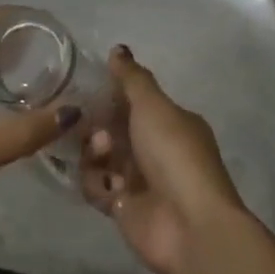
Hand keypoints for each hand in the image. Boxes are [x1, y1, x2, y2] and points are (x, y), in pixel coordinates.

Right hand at [79, 47, 245, 273]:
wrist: (189, 225)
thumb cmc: (174, 155)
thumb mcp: (153, 106)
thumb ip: (132, 78)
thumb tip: (118, 49)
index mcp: (170, 123)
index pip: (133, 102)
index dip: (109, 95)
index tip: (85, 88)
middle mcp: (155, 149)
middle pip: (111, 129)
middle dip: (96, 125)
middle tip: (90, 126)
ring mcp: (139, 180)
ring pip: (99, 157)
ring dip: (95, 154)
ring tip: (103, 156)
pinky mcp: (122, 207)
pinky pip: (96, 186)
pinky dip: (97, 183)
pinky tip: (108, 186)